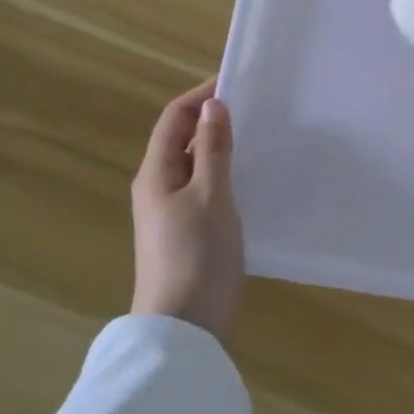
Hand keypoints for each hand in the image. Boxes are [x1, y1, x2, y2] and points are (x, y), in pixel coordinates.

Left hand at [131, 78, 243, 340]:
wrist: (183, 331)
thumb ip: (213, 149)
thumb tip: (213, 106)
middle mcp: (157, 187)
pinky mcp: (183, 233)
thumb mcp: (212, 196)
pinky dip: (222, 174)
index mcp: (156, 172)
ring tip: (257, 138)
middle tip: (254, 109)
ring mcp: (168, 212)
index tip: (237, 82)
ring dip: (219, 147)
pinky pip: (201, 189)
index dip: (201, 95)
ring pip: (194, 165)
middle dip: (213, 119)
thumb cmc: (197, 256)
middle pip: (182, 139)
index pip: (175, 117)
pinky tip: (249, 181)